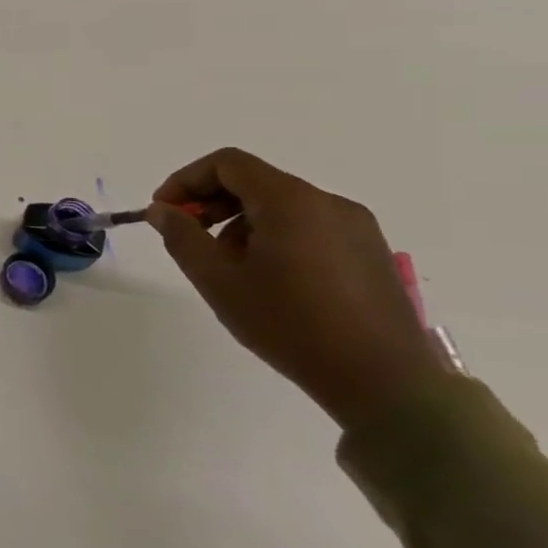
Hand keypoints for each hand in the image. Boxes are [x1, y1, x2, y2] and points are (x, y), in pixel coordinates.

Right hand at [148, 148, 448, 428]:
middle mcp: (328, 202)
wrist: (385, 383)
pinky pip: (309, 227)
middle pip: (254, 182)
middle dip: (212, 203)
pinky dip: (275, 237)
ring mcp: (356, 227)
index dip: (185, 181)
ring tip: (229, 268)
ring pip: (281, 206)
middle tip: (189, 239)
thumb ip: (182, 236)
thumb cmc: (290, 324)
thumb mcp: (218, 280)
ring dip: (241, 223)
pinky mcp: (370, 253)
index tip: (165, 213)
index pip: (226, 164)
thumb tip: (162, 210)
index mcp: (291, 201)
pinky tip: (269, 280)